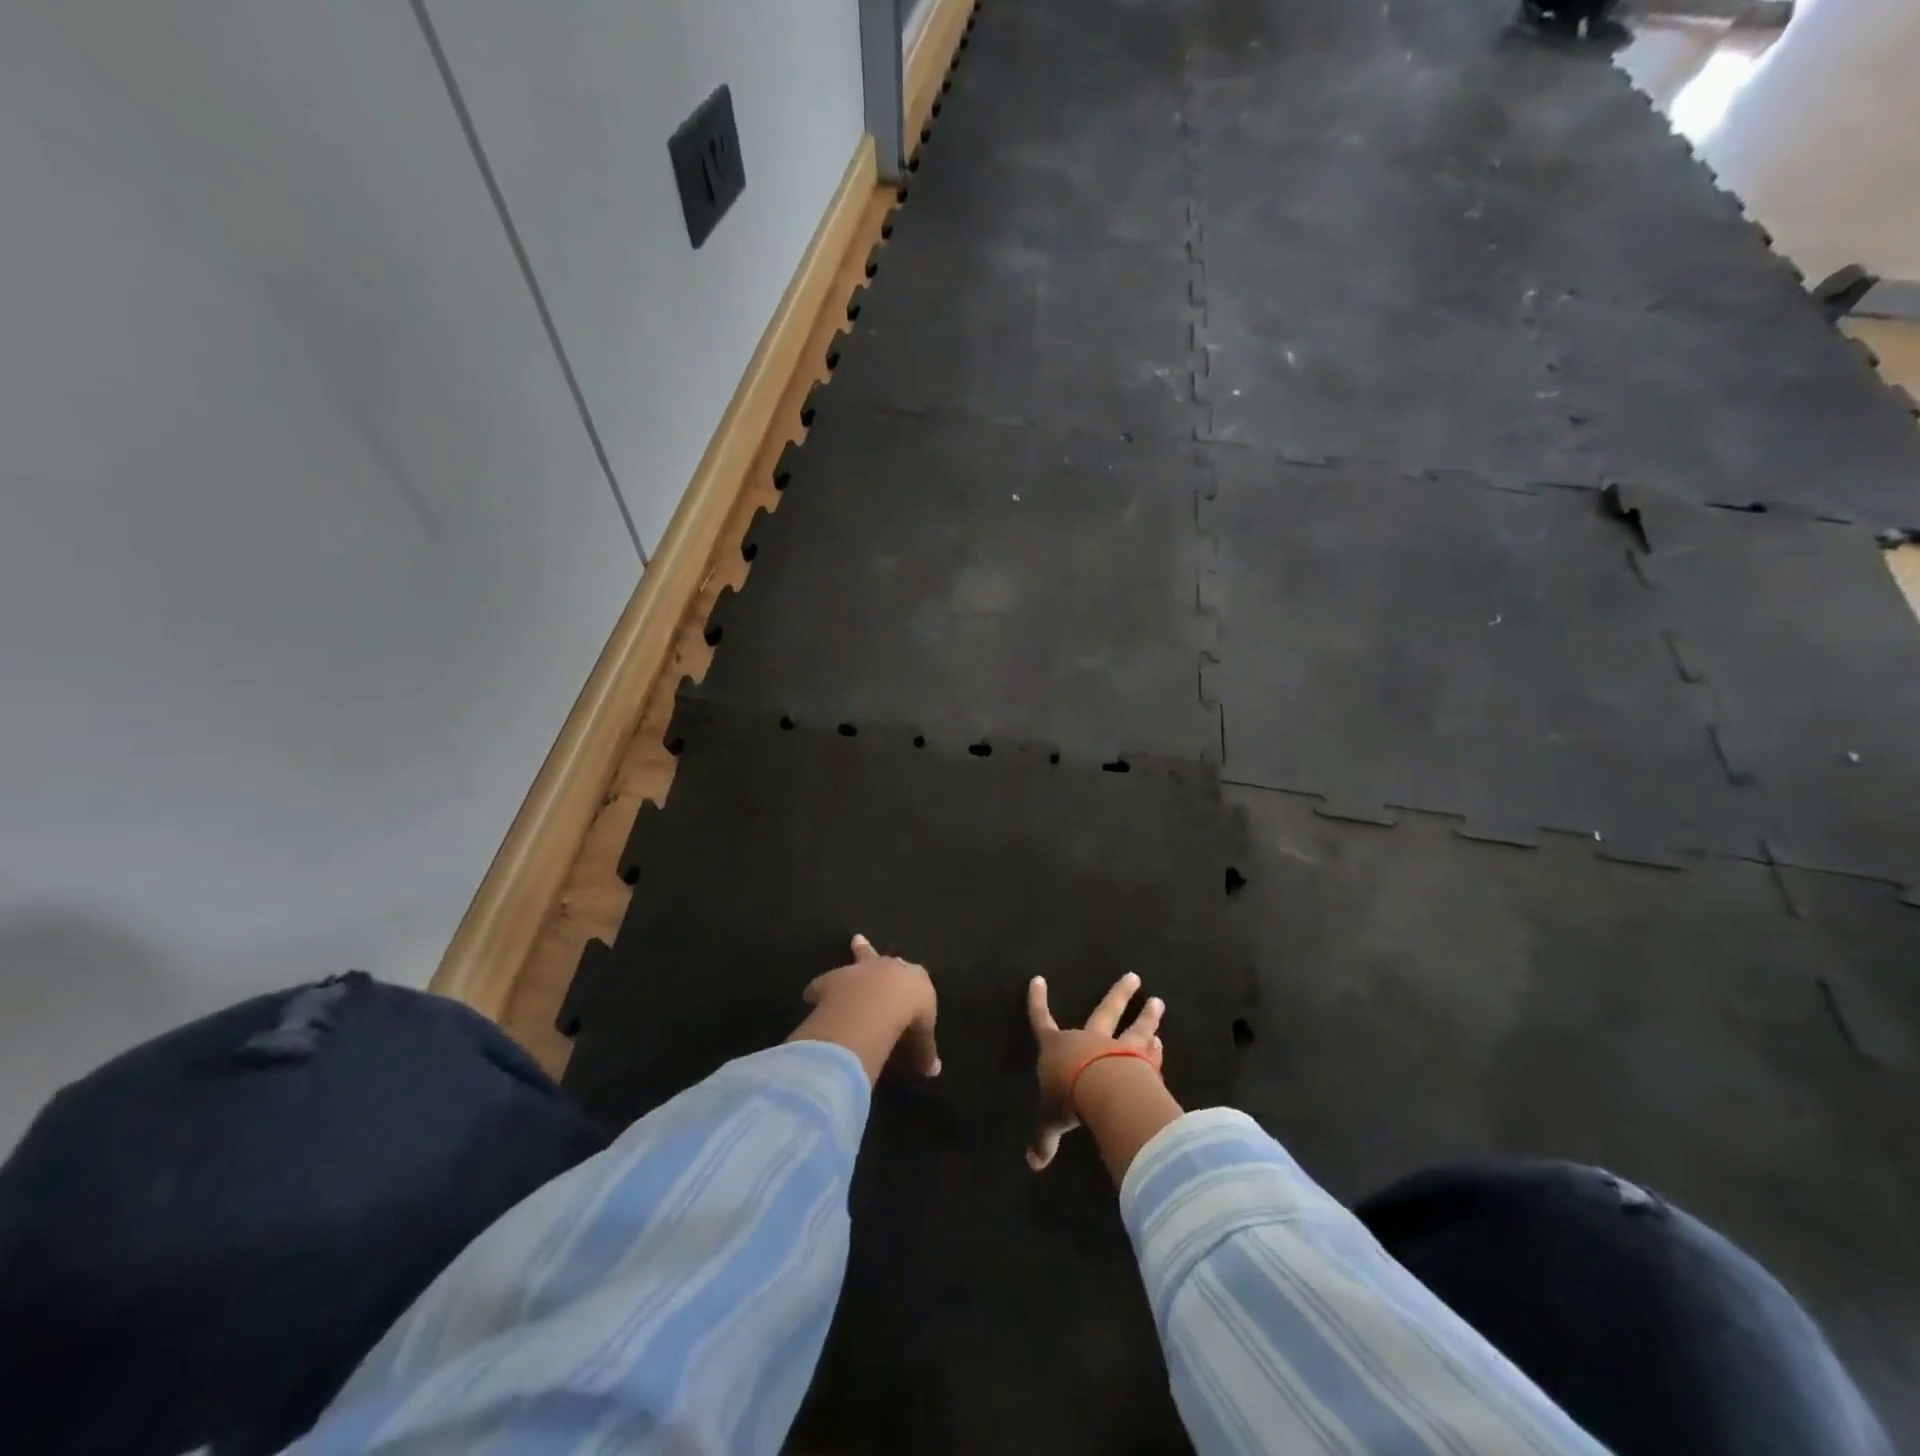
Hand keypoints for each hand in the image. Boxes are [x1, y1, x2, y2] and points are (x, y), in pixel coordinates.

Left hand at [792, 934, 940, 1081]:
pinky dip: (818, 991)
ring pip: (849, 964)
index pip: (914, 976)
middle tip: (857, 939)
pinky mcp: (832, 980)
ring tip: (831, 975)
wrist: (882, 1001)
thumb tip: (933, 1071)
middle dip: (867, 951)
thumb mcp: (923, 1040)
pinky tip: (811, 997)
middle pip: (876, 956)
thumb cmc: (912, 1016)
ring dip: (845, 968)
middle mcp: (886, 967)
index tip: (906, 985)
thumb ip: (924, 1053)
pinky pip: (822, 985)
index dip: (909, 981)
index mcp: (913, 978)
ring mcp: (857, 972)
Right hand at [1026, 972, 1163, 1170]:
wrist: (1102, 1089)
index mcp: (1058, 1048)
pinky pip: (1148, 1054)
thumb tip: (1033, 1163)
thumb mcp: (1050, 1121)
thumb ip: (1045, 1140)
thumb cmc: (1067, 1097)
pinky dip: (1155, 1050)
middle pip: (1104, 1012)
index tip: (1038, 980)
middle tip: (1134, 977)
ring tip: (1159, 1002)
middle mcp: (1089, 1041)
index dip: (1037, 1003)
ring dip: (1146, 1017)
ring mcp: (1118, 1048)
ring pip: (1134, 1029)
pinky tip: (1162, 1043)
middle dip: (1118, 996)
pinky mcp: (1141, 1062)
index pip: (1042, 1021)